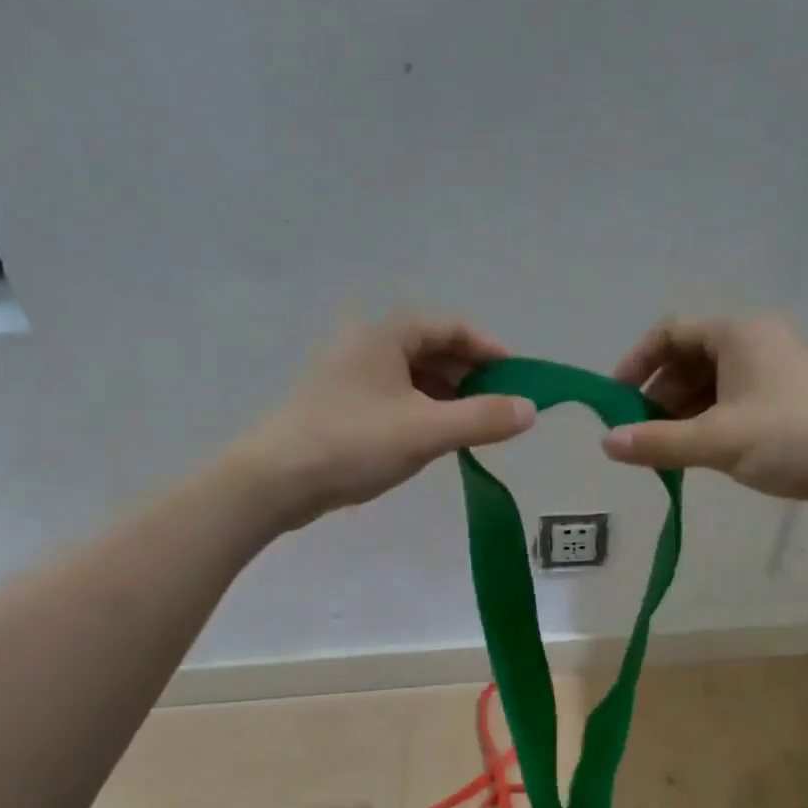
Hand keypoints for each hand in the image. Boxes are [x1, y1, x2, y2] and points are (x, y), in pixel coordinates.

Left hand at [241, 315, 536, 528]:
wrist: (277, 480)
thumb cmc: (353, 444)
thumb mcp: (426, 431)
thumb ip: (482, 418)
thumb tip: (530, 409)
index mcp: (386, 335)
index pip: (451, 327)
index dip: (489, 349)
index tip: (517, 377)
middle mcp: (367, 346)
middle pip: (432, 348)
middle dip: (471, 374)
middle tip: (499, 405)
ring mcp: (351, 375)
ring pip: (413, 375)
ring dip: (448, 394)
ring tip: (473, 425)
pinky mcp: (342, 405)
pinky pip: (396, 396)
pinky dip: (424, 410)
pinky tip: (435, 437)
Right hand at [602, 316, 807, 516]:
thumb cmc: (789, 437)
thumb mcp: (716, 440)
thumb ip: (657, 442)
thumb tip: (606, 443)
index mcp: (737, 335)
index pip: (670, 333)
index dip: (637, 362)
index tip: (615, 400)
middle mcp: (753, 345)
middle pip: (688, 361)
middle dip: (657, 397)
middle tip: (637, 436)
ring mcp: (770, 375)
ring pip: (709, 387)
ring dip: (680, 416)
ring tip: (661, 453)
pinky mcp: (783, 404)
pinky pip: (730, 406)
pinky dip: (706, 426)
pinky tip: (694, 457)